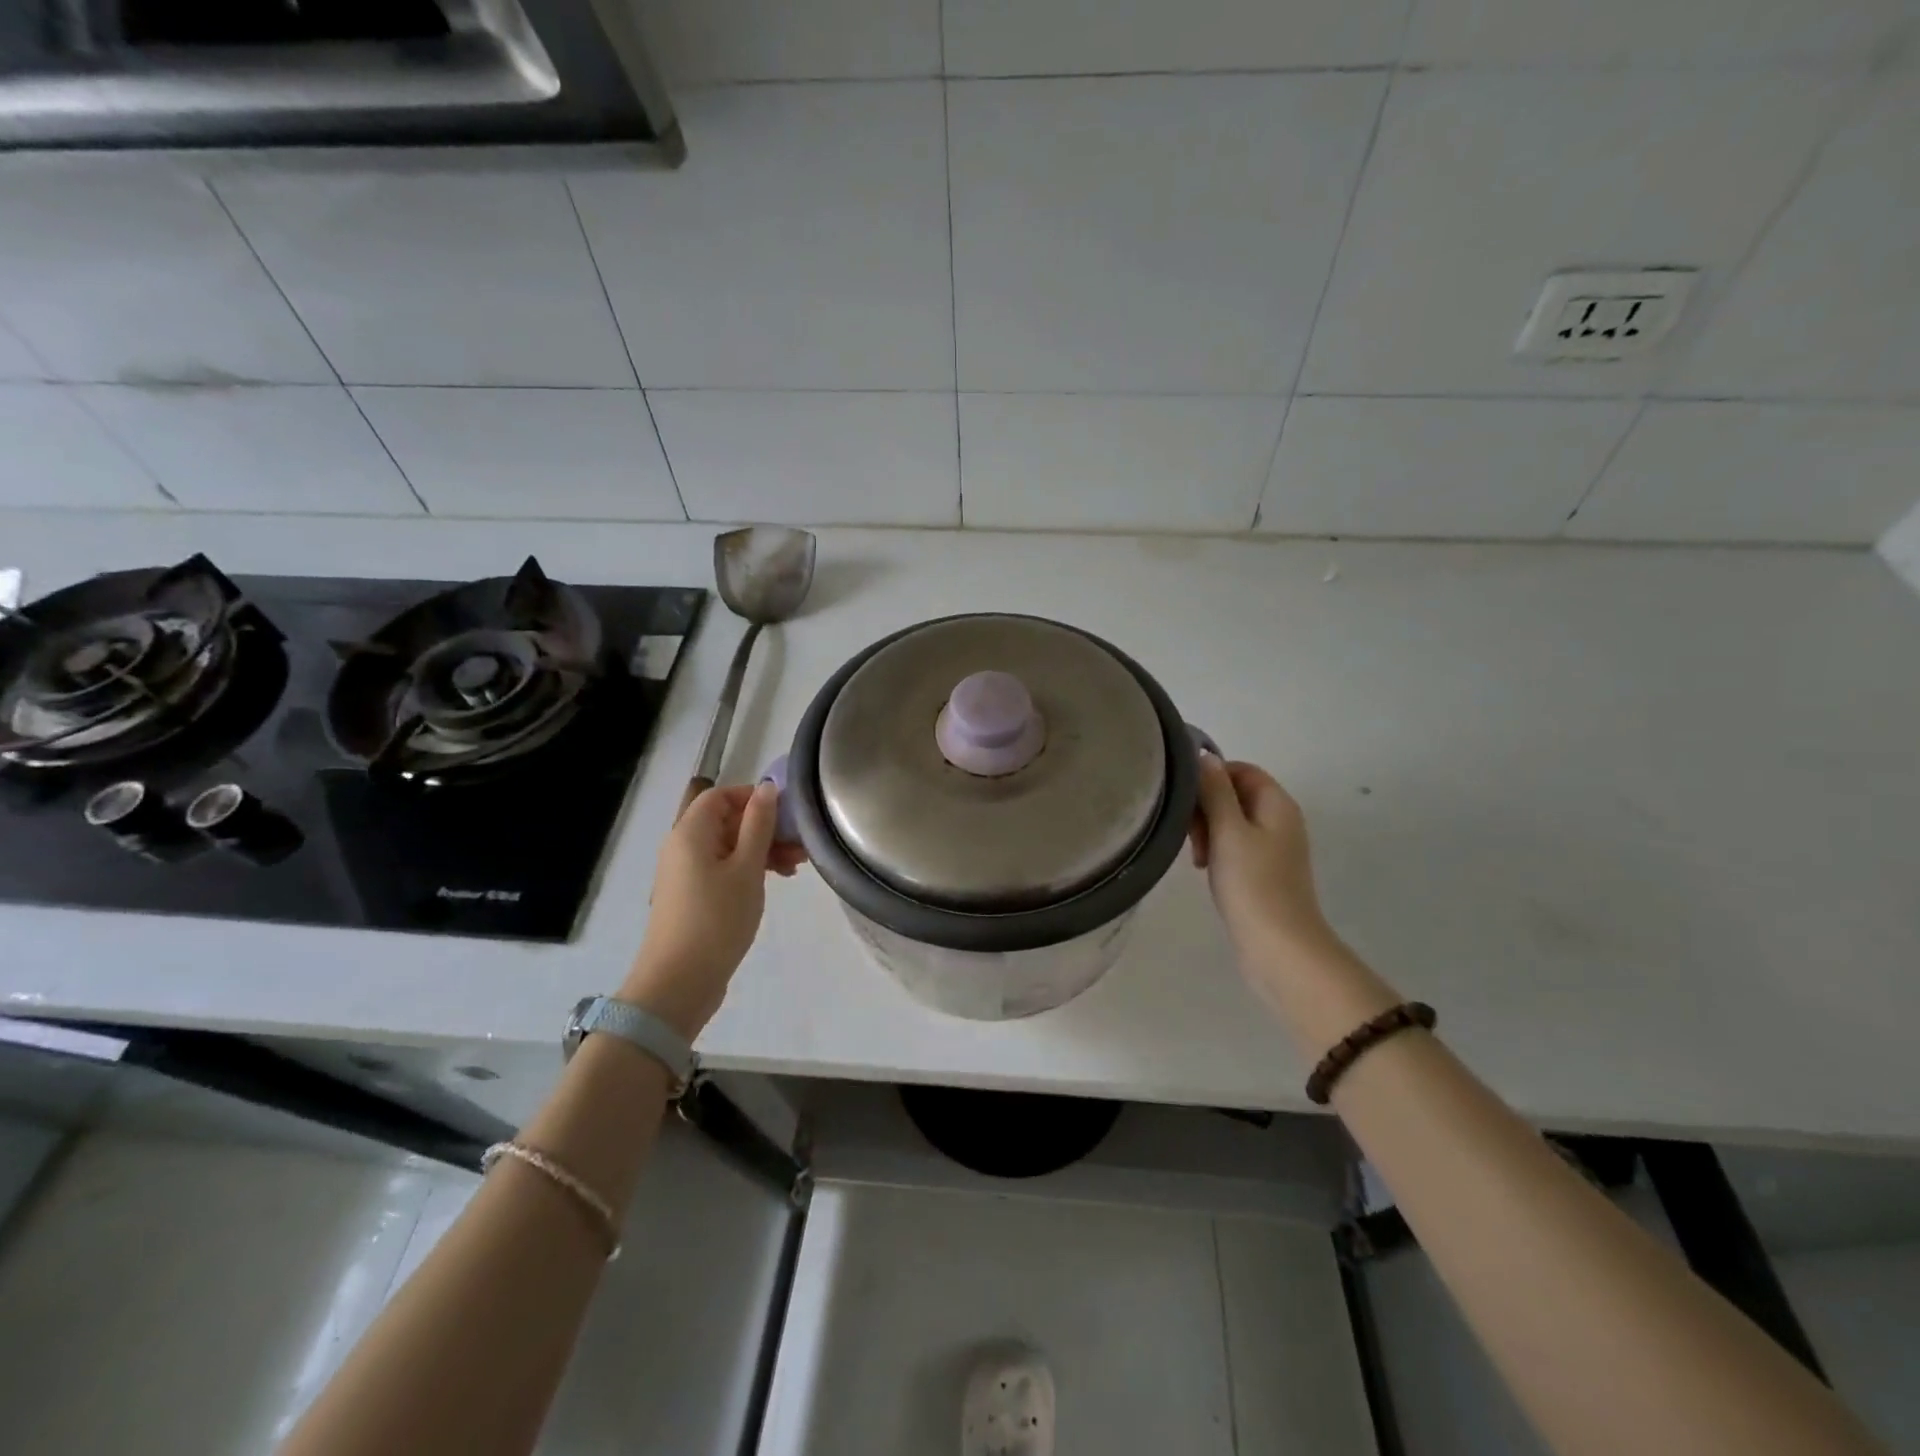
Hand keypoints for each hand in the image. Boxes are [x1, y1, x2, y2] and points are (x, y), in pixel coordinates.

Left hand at [621, 782, 807, 1037]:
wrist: (679, 982)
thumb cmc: (717, 919)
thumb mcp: (747, 868)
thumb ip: (758, 824)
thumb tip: (766, 787)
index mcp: (690, 832)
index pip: (720, 795)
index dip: (752, 797)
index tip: (786, 813)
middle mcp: (682, 846)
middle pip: (725, 821)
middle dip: (764, 827)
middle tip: (801, 845)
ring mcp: (685, 873)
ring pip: (728, 846)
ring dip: (761, 850)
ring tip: (796, 868)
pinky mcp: (692, 896)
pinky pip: (722, 868)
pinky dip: (748, 869)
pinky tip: (774, 882)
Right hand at [1188, 756, 1330, 957]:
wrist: (1279, 947)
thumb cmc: (1252, 883)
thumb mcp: (1228, 830)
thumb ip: (1215, 790)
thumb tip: (1204, 756)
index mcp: (1277, 803)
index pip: (1240, 769)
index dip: (1210, 777)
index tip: (1186, 800)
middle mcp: (1279, 819)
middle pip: (1234, 794)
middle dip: (1205, 807)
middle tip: (1189, 834)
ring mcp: (1273, 847)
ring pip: (1230, 821)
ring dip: (1207, 830)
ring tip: (1195, 856)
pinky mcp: (1264, 871)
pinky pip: (1234, 846)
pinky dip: (1216, 850)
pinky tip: (1203, 868)